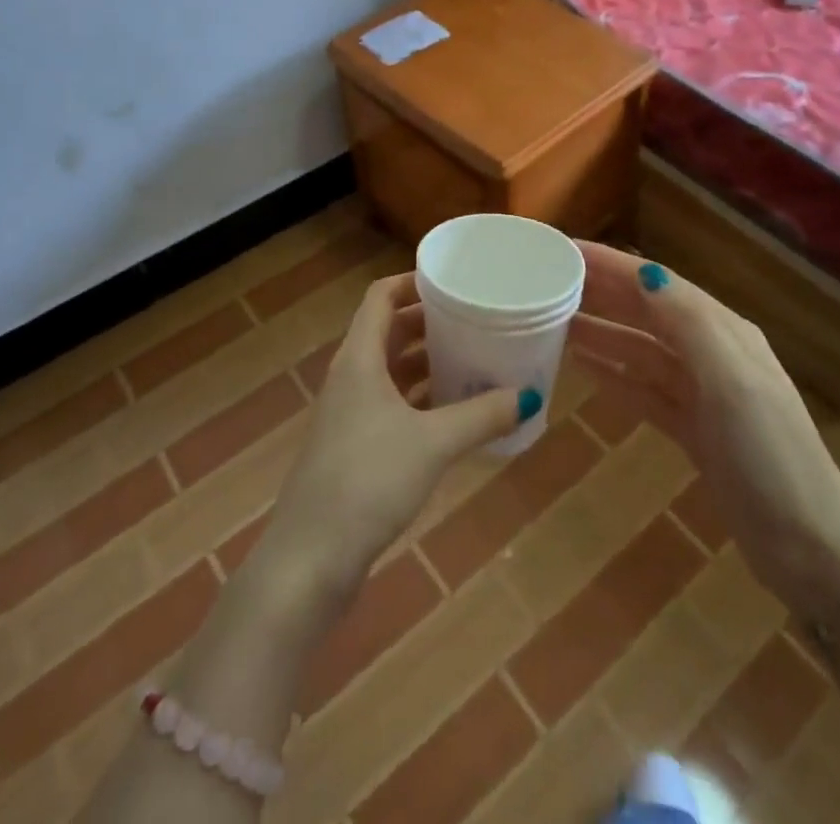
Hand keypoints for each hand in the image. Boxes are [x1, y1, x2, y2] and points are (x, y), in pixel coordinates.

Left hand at [253, 273, 533, 614]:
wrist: (310, 559)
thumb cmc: (368, 481)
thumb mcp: (433, 443)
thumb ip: (482, 416)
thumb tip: (529, 396)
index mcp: (359, 359)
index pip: (381, 297)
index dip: (412, 281)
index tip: (453, 280)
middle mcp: (351, 377)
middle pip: (389, 332)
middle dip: (429, 323)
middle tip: (474, 319)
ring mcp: (350, 414)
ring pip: (392, 371)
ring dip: (427, 364)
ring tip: (473, 360)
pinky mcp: (354, 447)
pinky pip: (393, 406)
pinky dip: (421, 401)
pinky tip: (455, 415)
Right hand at [567, 242, 839, 619]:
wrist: (812, 551)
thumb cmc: (770, 457)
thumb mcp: (733, 382)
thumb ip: (688, 323)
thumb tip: (643, 270)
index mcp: (721, 331)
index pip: (655, 282)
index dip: (609, 264)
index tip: (560, 251)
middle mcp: (710, 352)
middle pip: (645, 311)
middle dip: (599, 292)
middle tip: (544, 283)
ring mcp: (702, 393)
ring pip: (639, 349)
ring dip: (598, 332)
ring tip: (550, 322)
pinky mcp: (693, 430)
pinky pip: (642, 389)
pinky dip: (612, 374)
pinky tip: (580, 367)